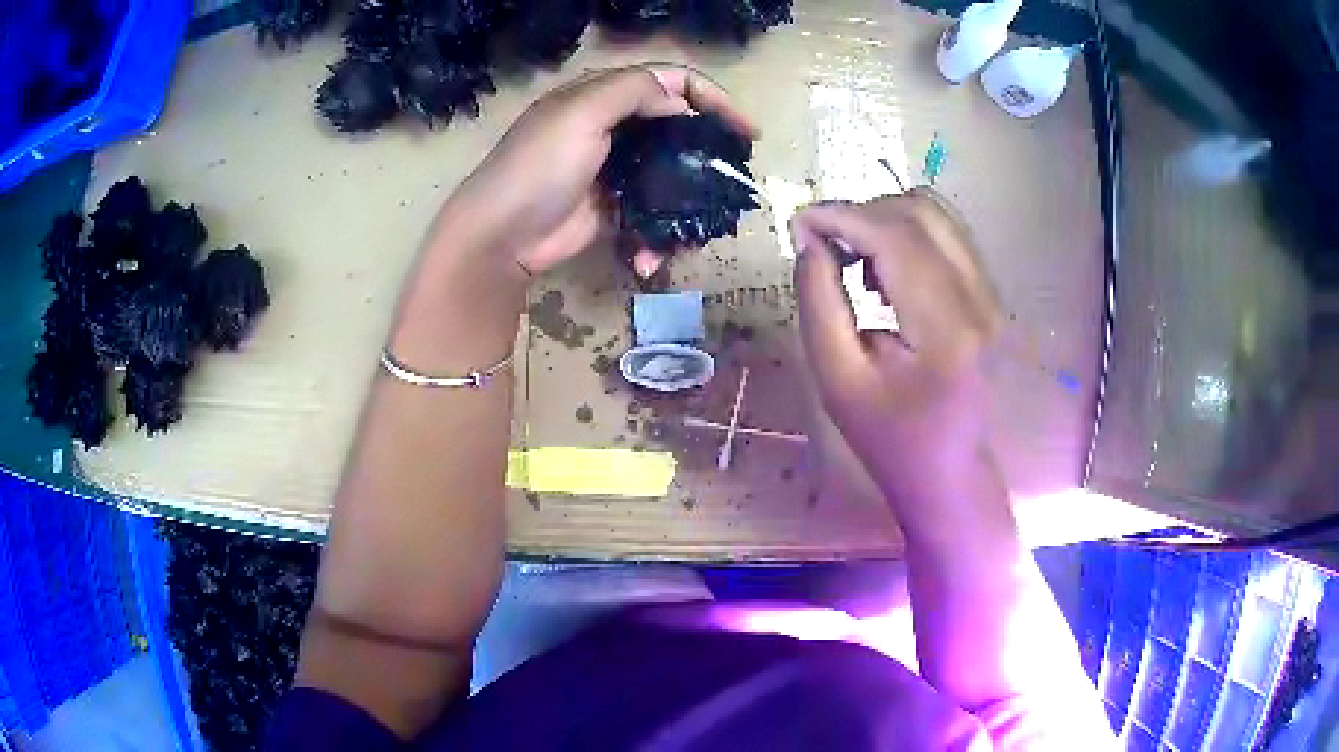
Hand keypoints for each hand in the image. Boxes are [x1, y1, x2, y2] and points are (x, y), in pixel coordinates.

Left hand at [446, 64, 756, 279]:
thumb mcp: (582, 112)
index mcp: (605, 95)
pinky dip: (657, 236)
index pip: (673, 81)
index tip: (746, 131)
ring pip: (671, 174)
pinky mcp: (615, 208)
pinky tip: (651, 256)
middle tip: (736, 175)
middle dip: (710, 150)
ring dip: (688, 201)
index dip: (715, 98)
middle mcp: (614, 125)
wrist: (502, 234)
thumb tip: (681, 103)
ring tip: (702, 224)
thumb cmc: (540, 165)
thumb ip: (634, 92)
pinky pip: (652, 214)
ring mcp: (616, 169)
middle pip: (678, 127)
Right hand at [790, 192, 1003, 501]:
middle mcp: (981, 300)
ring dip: (886, 221)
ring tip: (855, 263)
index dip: (840, 216)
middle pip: (921, 211)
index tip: (798, 225)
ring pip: (939, 217)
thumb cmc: (892, 441)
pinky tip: (886, 276)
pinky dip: (908, 236)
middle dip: (861, 213)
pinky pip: (949, 238)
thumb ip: (820, 305)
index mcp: (946, 330)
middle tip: (824, 244)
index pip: (895, 237)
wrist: (954, 475)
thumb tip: (810, 242)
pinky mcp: (992, 297)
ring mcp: (994, 296)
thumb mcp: (839, 383)